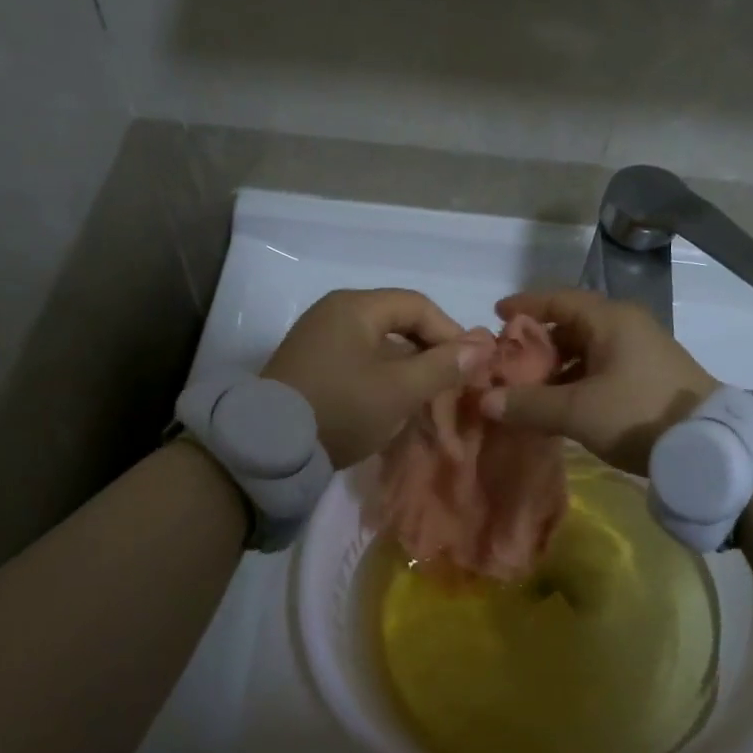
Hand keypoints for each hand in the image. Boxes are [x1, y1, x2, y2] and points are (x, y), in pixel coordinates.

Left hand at [263, 289, 485, 468]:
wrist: (269, 446)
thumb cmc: (341, 408)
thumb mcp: (399, 390)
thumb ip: (443, 366)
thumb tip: (483, 346)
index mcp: (355, 307)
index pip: (418, 306)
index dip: (450, 333)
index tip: (470, 365)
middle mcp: (335, 314)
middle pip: (398, 325)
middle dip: (430, 355)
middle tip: (451, 385)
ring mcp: (319, 340)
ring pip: (380, 348)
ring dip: (408, 371)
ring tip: (426, 401)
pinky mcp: (311, 367)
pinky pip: (360, 364)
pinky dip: (383, 381)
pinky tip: (394, 407)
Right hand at [481, 289, 718, 475]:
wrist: (710, 445)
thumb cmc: (638, 414)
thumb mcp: (578, 411)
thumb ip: (529, 404)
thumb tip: (485, 401)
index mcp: (610, 320)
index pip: (558, 299)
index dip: (525, 305)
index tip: (496, 314)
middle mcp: (626, 326)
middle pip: (571, 324)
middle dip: (537, 342)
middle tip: (508, 361)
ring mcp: (641, 350)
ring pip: (587, 349)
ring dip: (556, 366)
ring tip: (529, 388)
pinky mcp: (649, 375)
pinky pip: (602, 367)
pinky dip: (577, 379)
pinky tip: (561, 404)